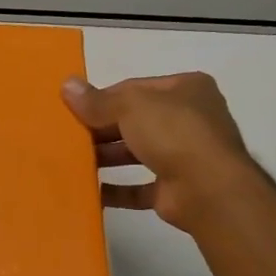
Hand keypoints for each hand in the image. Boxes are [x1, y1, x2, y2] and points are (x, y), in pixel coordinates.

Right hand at [62, 73, 255, 235]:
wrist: (209, 189)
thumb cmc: (174, 133)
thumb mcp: (130, 106)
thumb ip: (97, 100)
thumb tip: (67, 85)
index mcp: (186, 89)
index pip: (135, 88)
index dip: (103, 98)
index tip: (74, 110)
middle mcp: (189, 119)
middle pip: (135, 120)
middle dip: (102, 129)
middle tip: (69, 137)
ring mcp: (185, 155)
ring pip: (137, 153)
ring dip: (106, 157)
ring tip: (73, 162)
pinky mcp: (175, 188)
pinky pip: (138, 187)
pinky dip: (116, 189)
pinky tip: (90, 190)